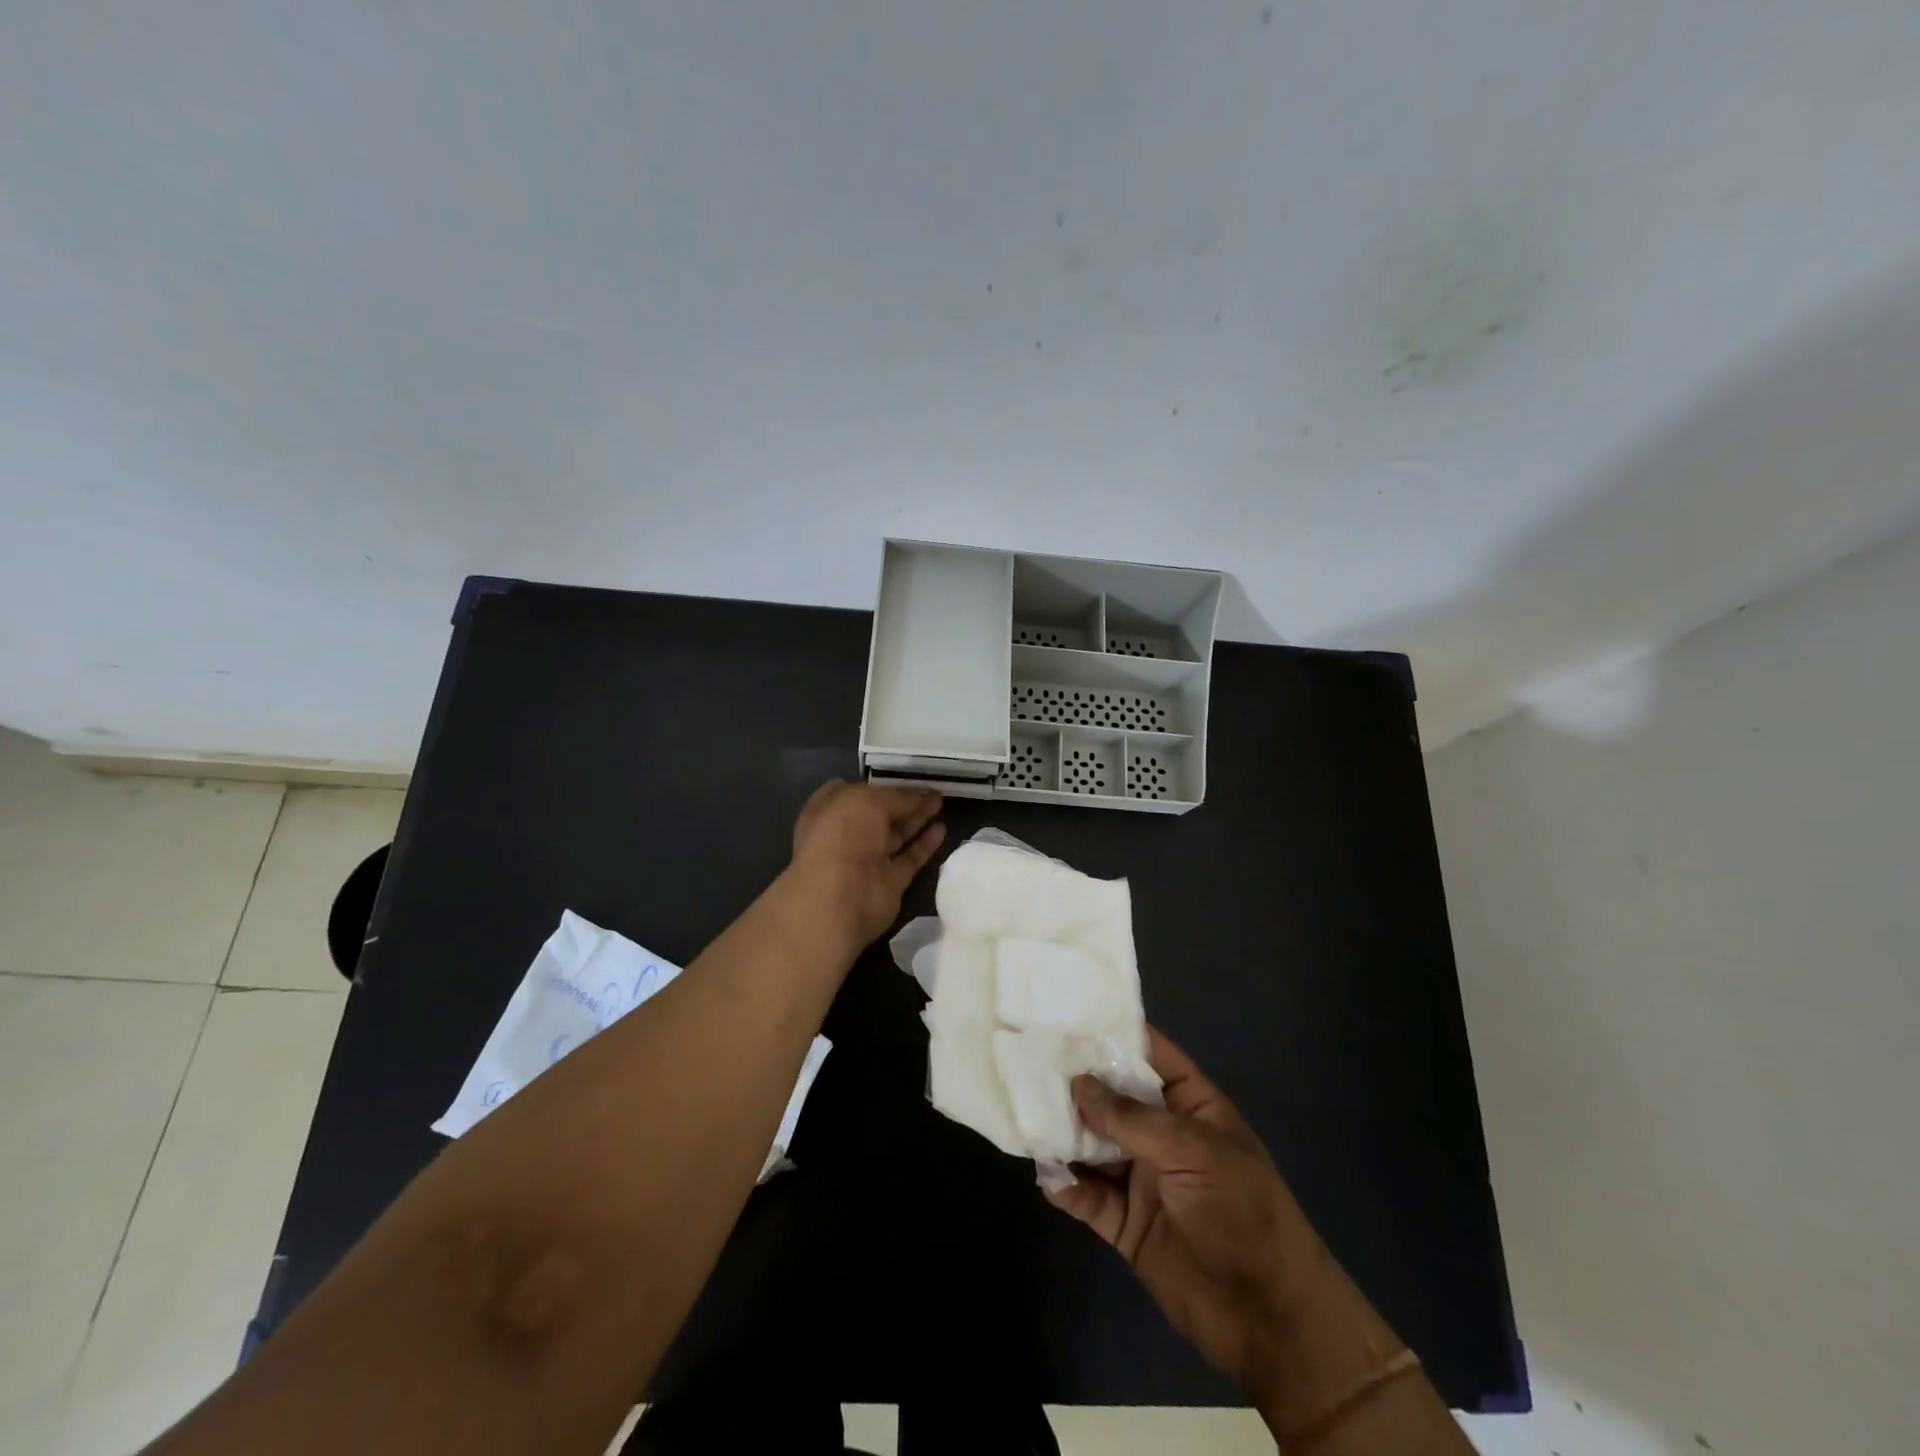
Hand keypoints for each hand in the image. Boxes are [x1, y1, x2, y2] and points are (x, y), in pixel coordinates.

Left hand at [789, 781, 944, 948]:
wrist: (840, 895)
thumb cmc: (844, 834)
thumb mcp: (870, 800)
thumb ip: (897, 797)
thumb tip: (918, 796)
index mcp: (831, 810)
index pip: (854, 792)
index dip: (878, 784)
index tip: (903, 776)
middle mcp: (847, 834)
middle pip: (880, 814)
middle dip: (904, 800)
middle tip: (932, 788)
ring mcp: (868, 859)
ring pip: (896, 835)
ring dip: (917, 819)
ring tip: (941, 802)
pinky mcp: (889, 881)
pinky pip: (909, 858)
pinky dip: (924, 845)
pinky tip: (941, 829)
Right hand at [1046, 1027, 1312, 1393]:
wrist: (1269, 1319)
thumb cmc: (1242, 1213)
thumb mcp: (1192, 1151)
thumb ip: (1131, 1119)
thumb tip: (1077, 1084)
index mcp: (1191, 1106)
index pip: (1151, 1056)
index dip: (1116, 1034)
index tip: (1068, 1013)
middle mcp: (1163, 1135)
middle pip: (1113, 1098)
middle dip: (1076, 1082)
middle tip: (1027, 1060)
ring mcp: (1143, 1179)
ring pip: (1094, 1146)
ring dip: (1065, 1134)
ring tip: (1026, 1116)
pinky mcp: (1127, 1224)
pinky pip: (1090, 1198)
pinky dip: (1068, 1188)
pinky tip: (1047, 1177)